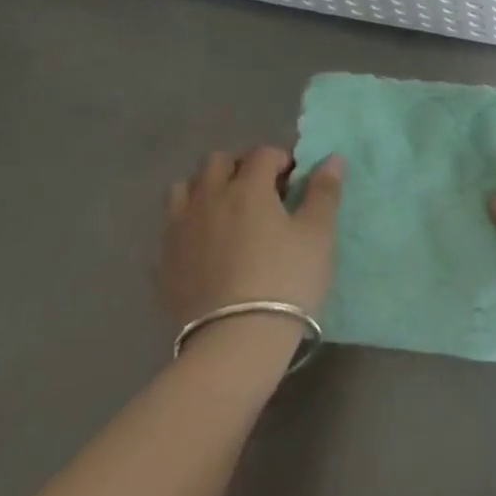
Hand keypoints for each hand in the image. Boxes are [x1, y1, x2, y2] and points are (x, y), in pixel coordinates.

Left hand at [160, 147, 343, 326]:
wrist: (235, 342)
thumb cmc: (286, 280)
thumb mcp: (317, 234)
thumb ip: (324, 192)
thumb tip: (332, 159)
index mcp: (247, 187)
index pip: (263, 153)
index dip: (281, 160)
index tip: (294, 182)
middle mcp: (208, 198)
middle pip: (217, 162)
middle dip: (239, 166)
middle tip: (260, 190)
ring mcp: (180, 230)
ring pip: (184, 189)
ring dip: (205, 189)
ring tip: (226, 211)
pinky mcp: (163, 263)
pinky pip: (170, 228)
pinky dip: (187, 225)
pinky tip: (203, 245)